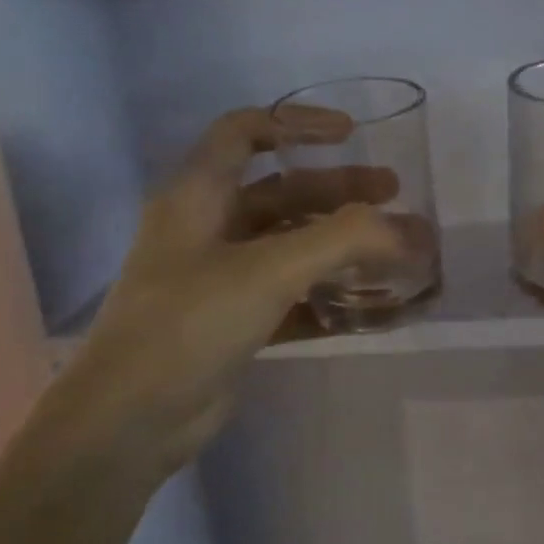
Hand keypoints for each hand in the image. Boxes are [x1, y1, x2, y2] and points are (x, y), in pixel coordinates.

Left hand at [18, 108, 399, 482]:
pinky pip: (291, 295)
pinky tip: (371, 306)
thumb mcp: (268, 271)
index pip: (244, 132)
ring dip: (340, 245)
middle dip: (339, 190)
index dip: (297, 123)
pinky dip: (329, 295)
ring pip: (290, 245)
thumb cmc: (189, 324)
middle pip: (281, 191)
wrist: (130, 420)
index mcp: (198, 196)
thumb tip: (412, 231)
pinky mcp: (234, 322)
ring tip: (394, 252)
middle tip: (394, 195)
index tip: (350, 135)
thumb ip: (344, 241)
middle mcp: (208, 229)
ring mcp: (220, 278)